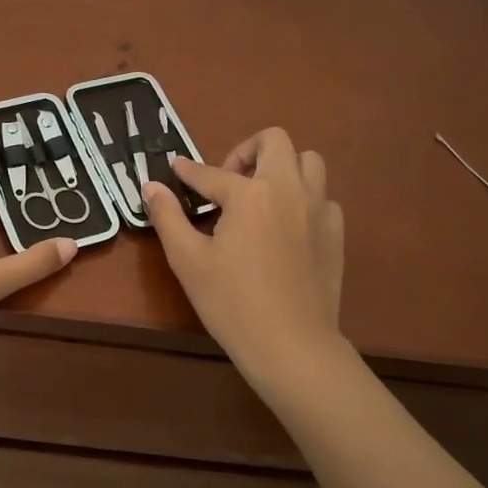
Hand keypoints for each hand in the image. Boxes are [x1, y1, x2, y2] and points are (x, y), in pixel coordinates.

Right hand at [141, 128, 344, 383]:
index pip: (210, 173)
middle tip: (227, 181)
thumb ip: (168, 217)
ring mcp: (319, 209)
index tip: (175, 168)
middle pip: (275, 141)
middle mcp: (289, 189)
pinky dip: (304, 199)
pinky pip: (324, 197)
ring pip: (309, 162)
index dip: (187, 170)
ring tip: (261, 196)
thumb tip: (151, 186)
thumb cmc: (231, 303)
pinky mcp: (336, 233)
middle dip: (246, 151)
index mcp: (250, 194)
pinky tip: (286, 226)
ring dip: (282, 167)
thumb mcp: (188, 260)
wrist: (291, 345)